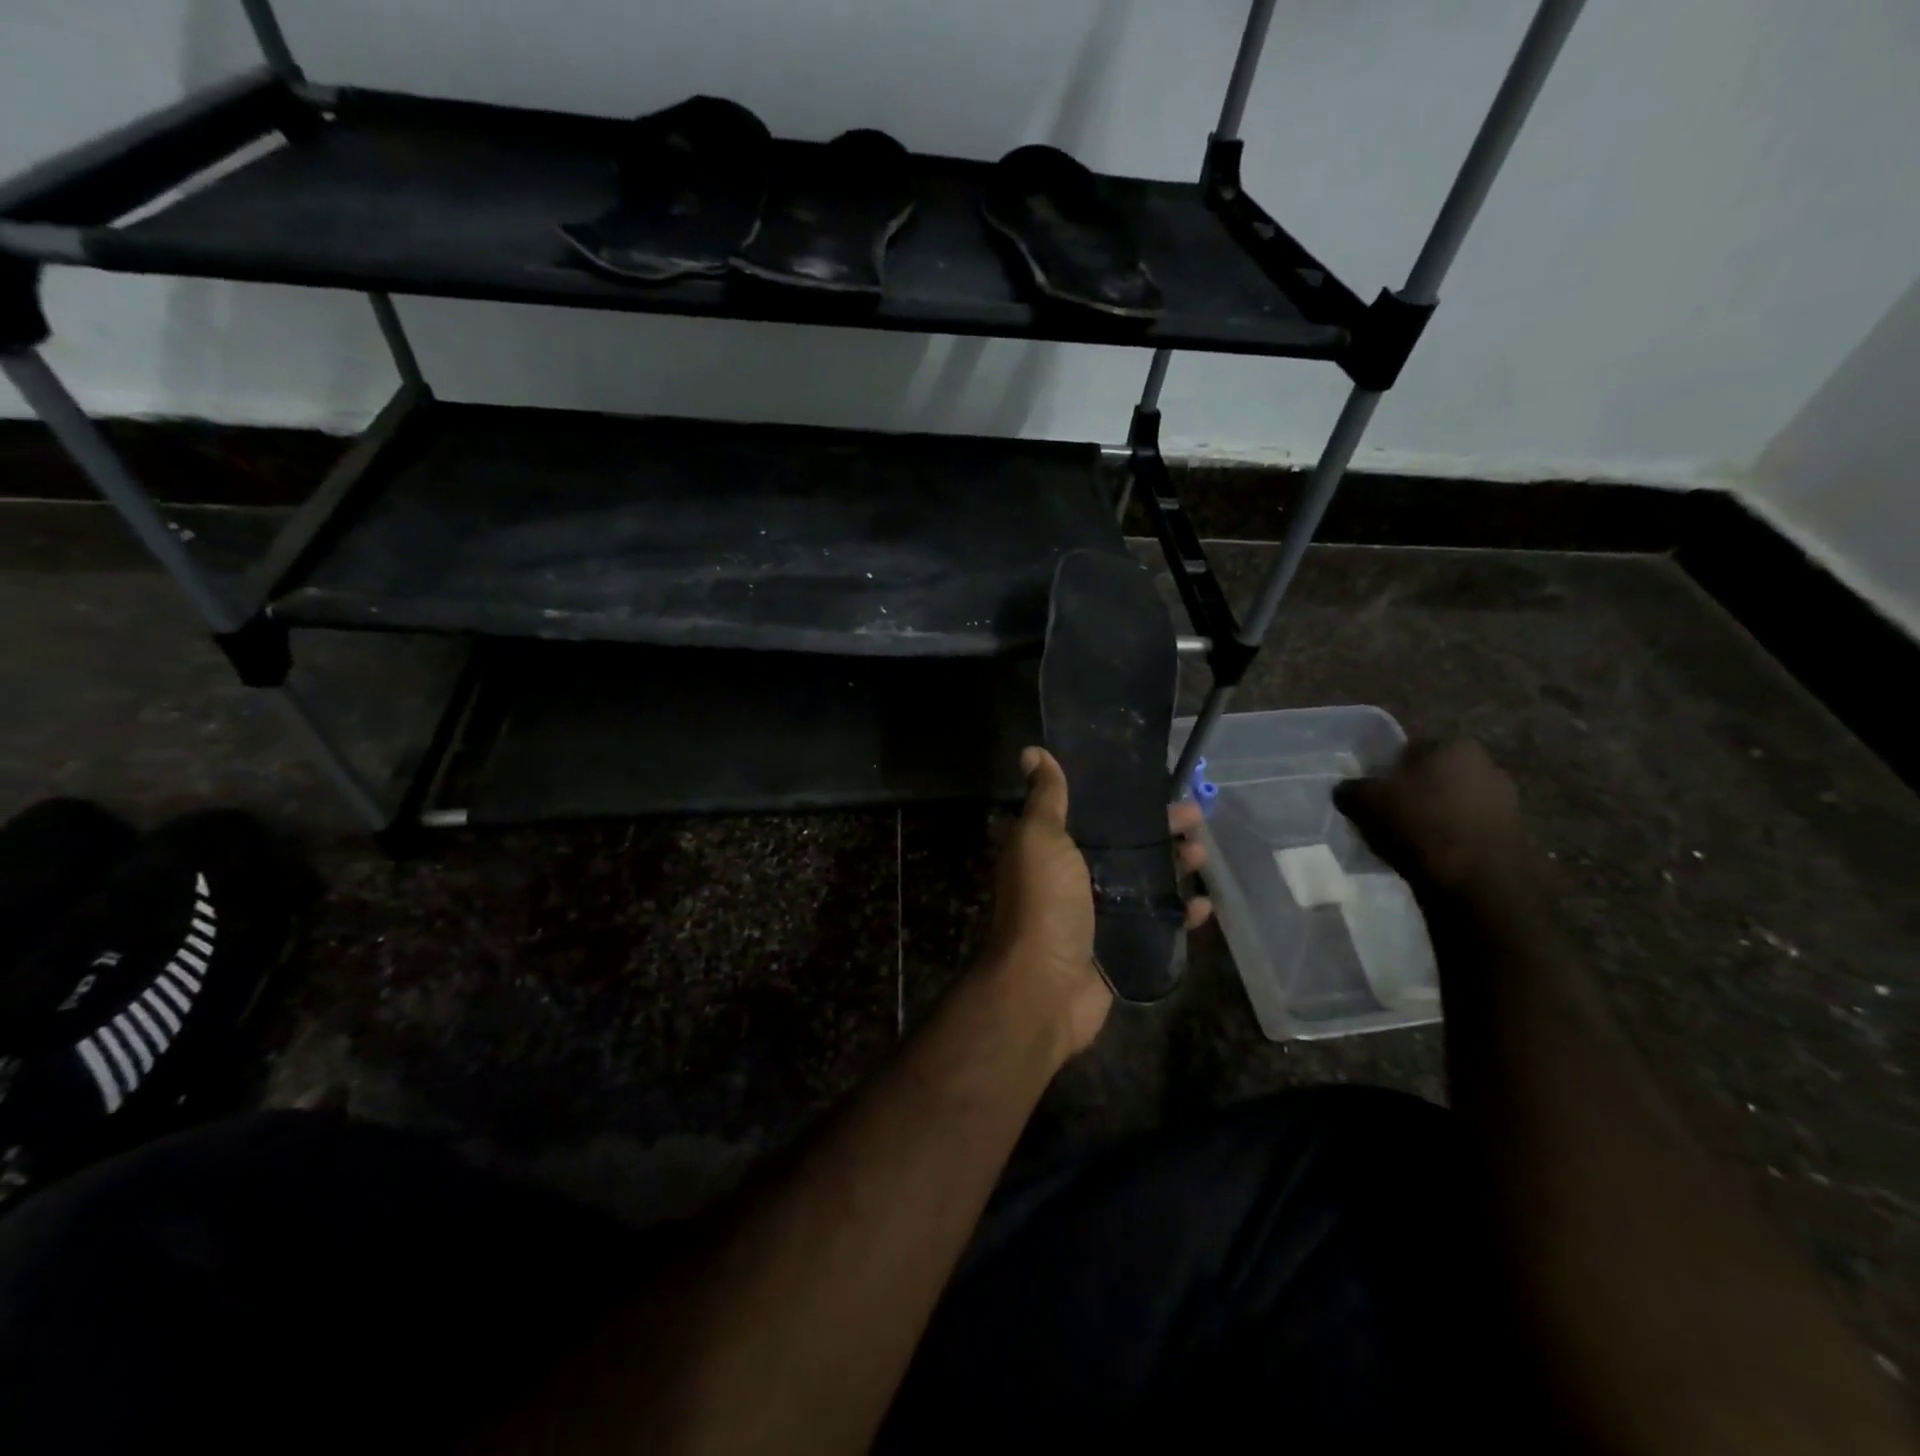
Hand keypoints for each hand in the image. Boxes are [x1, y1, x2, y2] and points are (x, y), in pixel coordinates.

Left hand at [981, 748, 1212, 1058]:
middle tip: (1195, 815)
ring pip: (1145, 882)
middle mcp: (1075, 878)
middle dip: (1160, 829)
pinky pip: (1158, 925)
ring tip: (1203, 852)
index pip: (1093, 814)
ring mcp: (1099, 915)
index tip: (1156, 783)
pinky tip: (1205, 905)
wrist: (1044, 987)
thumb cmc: (1044, 904)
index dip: (1123, 799)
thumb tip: (1032, 751)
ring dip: (1175, 866)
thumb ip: (1045, 798)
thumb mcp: (1041, 839)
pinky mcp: (1121, 947)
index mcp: (1054, 849)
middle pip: (1126, 846)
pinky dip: (1180, 914)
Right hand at [1333, 739, 1525, 896]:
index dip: (1387, 771)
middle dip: (1414, 794)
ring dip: (1433, 818)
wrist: (1476, 880)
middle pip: (1434, 777)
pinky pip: (1468, 832)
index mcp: (1454, 745)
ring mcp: (1506, 801)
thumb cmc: (1418, 824)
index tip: (1373, 793)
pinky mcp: (1513, 836)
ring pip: (1452, 805)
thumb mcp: (1364, 801)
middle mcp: (1487, 765)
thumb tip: (1347, 790)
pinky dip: (1450, 841)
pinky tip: (1431, 858)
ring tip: (1407, 842)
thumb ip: (1351, 789)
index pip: (1410, 750)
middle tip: (1387, 816)